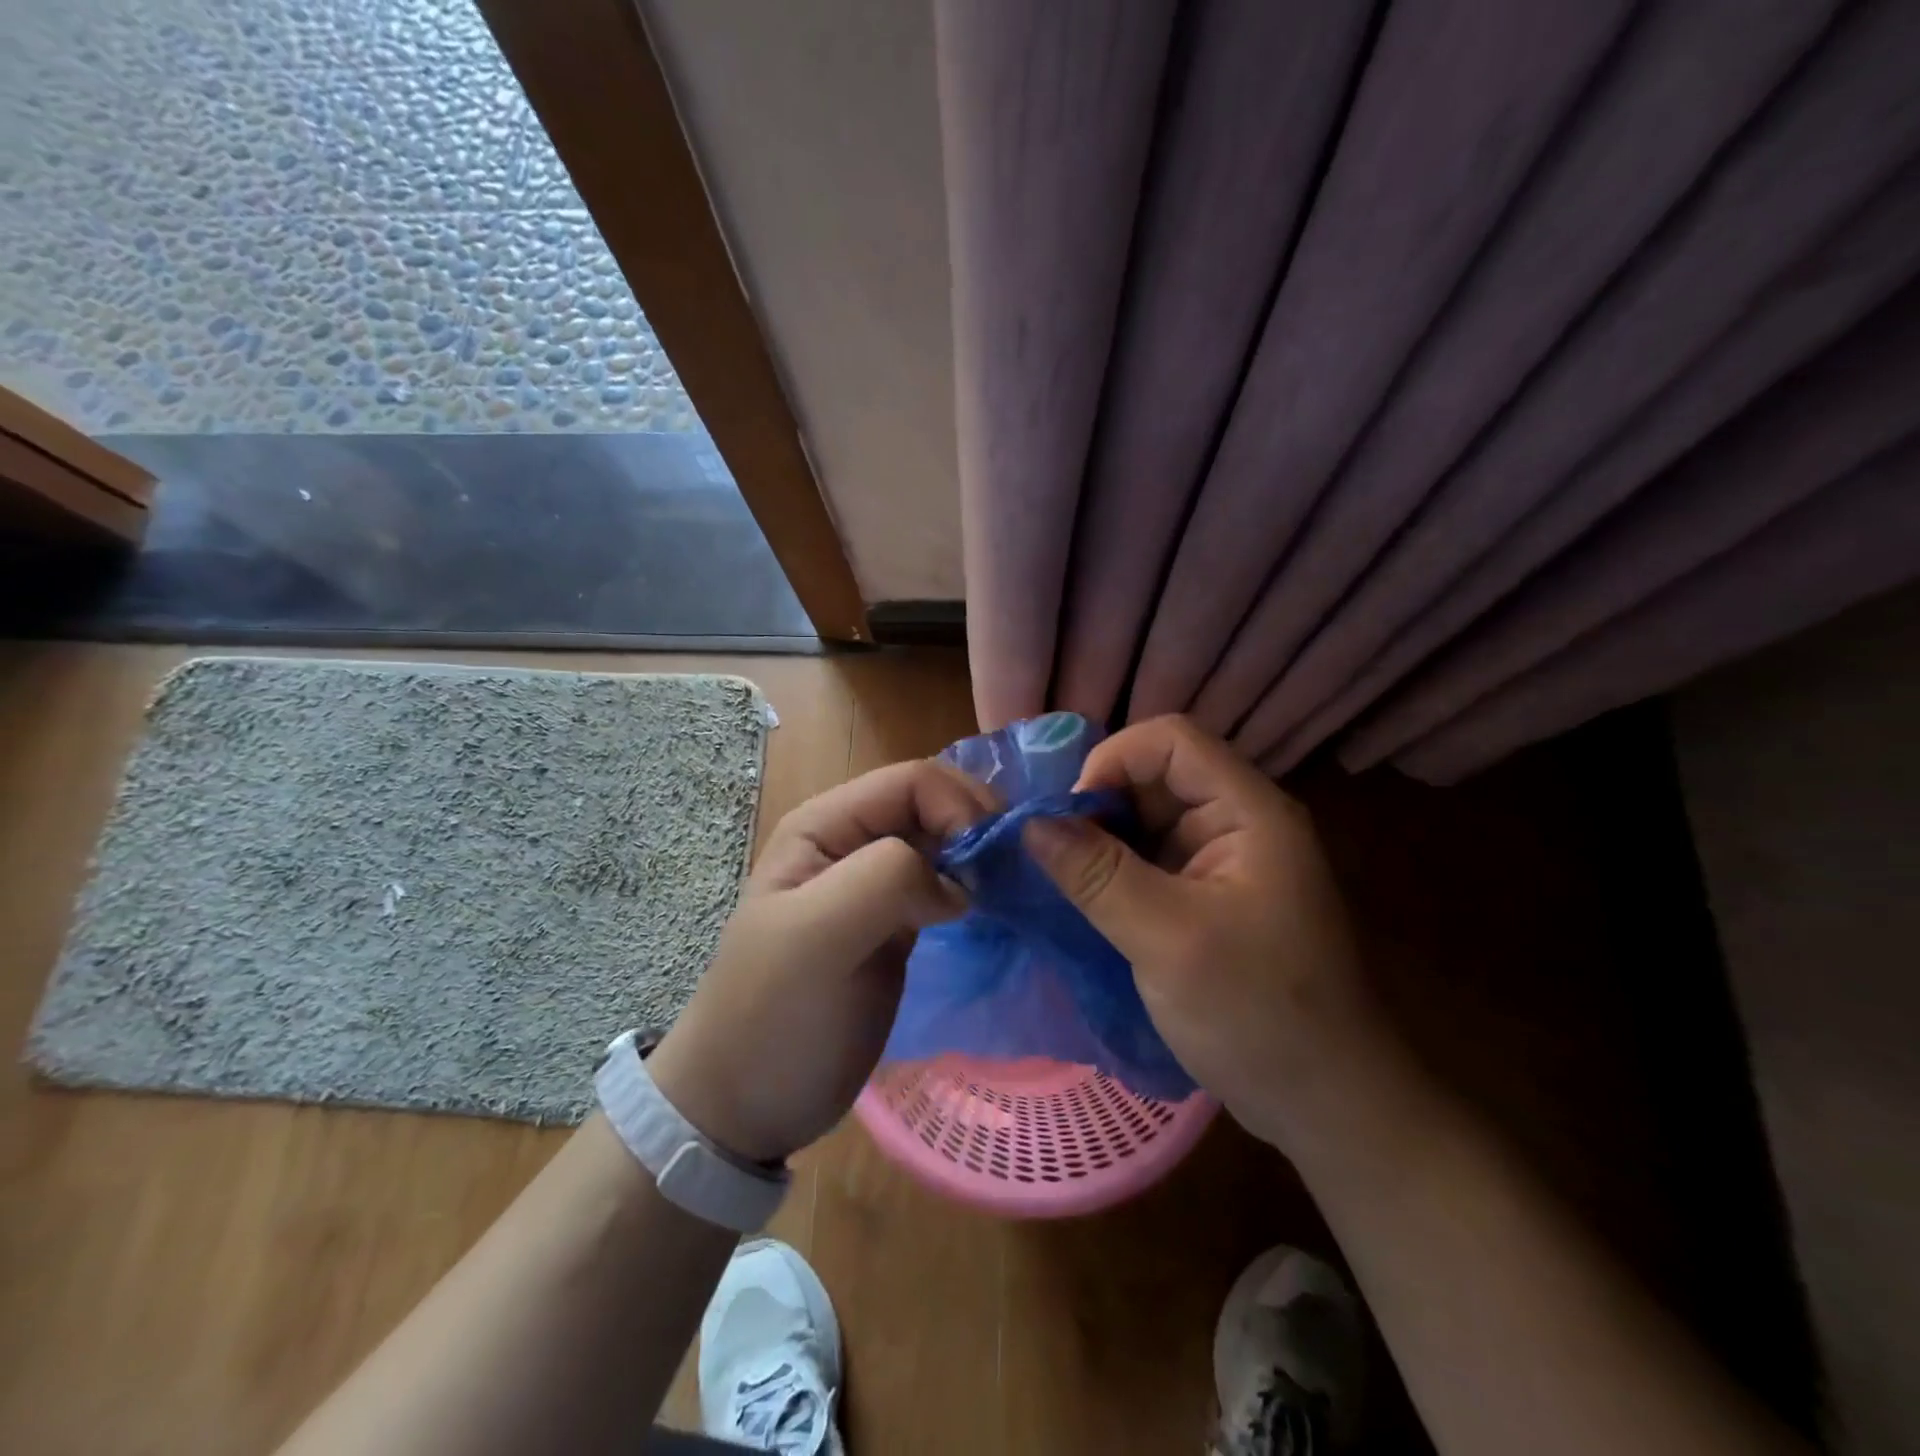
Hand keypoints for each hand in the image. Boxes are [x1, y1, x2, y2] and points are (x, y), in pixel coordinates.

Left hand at [647, 759, 994, 1163]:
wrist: (746, 1103)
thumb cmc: (774, 1017)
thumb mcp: (817, 938)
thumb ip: (886, 881)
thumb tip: (959, 882)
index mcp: (825, 825)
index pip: (912, 781)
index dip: (959, 806)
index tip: (992, 862)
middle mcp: (852, 843)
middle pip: (934, 804)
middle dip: (978, 827)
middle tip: (1016, 874)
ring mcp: (874, 885)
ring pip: (945, 844)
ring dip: (983, 857)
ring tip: (1015, 891)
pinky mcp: (897, 924)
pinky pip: (946, 886)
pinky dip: (977, 890)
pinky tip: (998, 910)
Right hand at [1023, 715, 1402, 1155]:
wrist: (1327, 1104)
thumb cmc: (1259, 1015)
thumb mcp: (1169, 940)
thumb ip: (1098, 875)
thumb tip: (1029, 823)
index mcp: (1249, 812)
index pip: (1171, 741)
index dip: (1112, 760)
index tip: (1067, 815)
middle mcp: (1238, 823)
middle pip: (1155, 776)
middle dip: (1098, 803)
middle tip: (1050, 850)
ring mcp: (1223, 862)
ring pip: (1147, 820)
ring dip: (1100, 839)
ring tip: (1057, 875)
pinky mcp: (1206, 897)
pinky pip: (1149, 860)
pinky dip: (1111, 870)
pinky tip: (1081, 898)